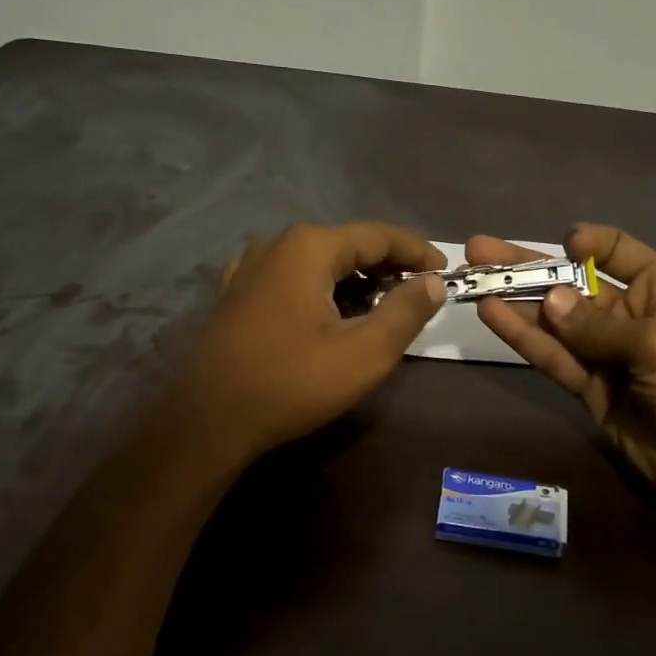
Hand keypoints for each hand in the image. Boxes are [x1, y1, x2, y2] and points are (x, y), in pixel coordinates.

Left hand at [178, 222, 445, 462]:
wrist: (209, 419)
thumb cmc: (292, 383)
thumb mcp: (364, 353)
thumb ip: (406, 311)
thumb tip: (433, 282)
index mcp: (309, 247)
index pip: (378, 235)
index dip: (416, 250)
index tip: (446, 269)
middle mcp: (277, 245)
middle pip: (346, 244)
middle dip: (387, 265)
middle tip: (419, 290)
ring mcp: (250, 267)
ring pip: (318, 261)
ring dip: (354, 278)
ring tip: (382, 304)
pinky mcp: (236, 294)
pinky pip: (291, 278)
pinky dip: (320, 288)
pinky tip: (330, 312)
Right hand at [468, 224, 655, 527]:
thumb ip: (598, 325)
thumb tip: (550, 300)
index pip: (618, 252)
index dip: (586, 244)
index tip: (561, 244)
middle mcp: (630, 314)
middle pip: (572, 282)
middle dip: (528, 267)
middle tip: (479, 250)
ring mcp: (606, 353)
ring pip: (554, 320)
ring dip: (515, 301)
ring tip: (473, 280)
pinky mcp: (588, 388)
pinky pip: (553, 357)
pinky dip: (524, 338)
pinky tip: (492, 316)